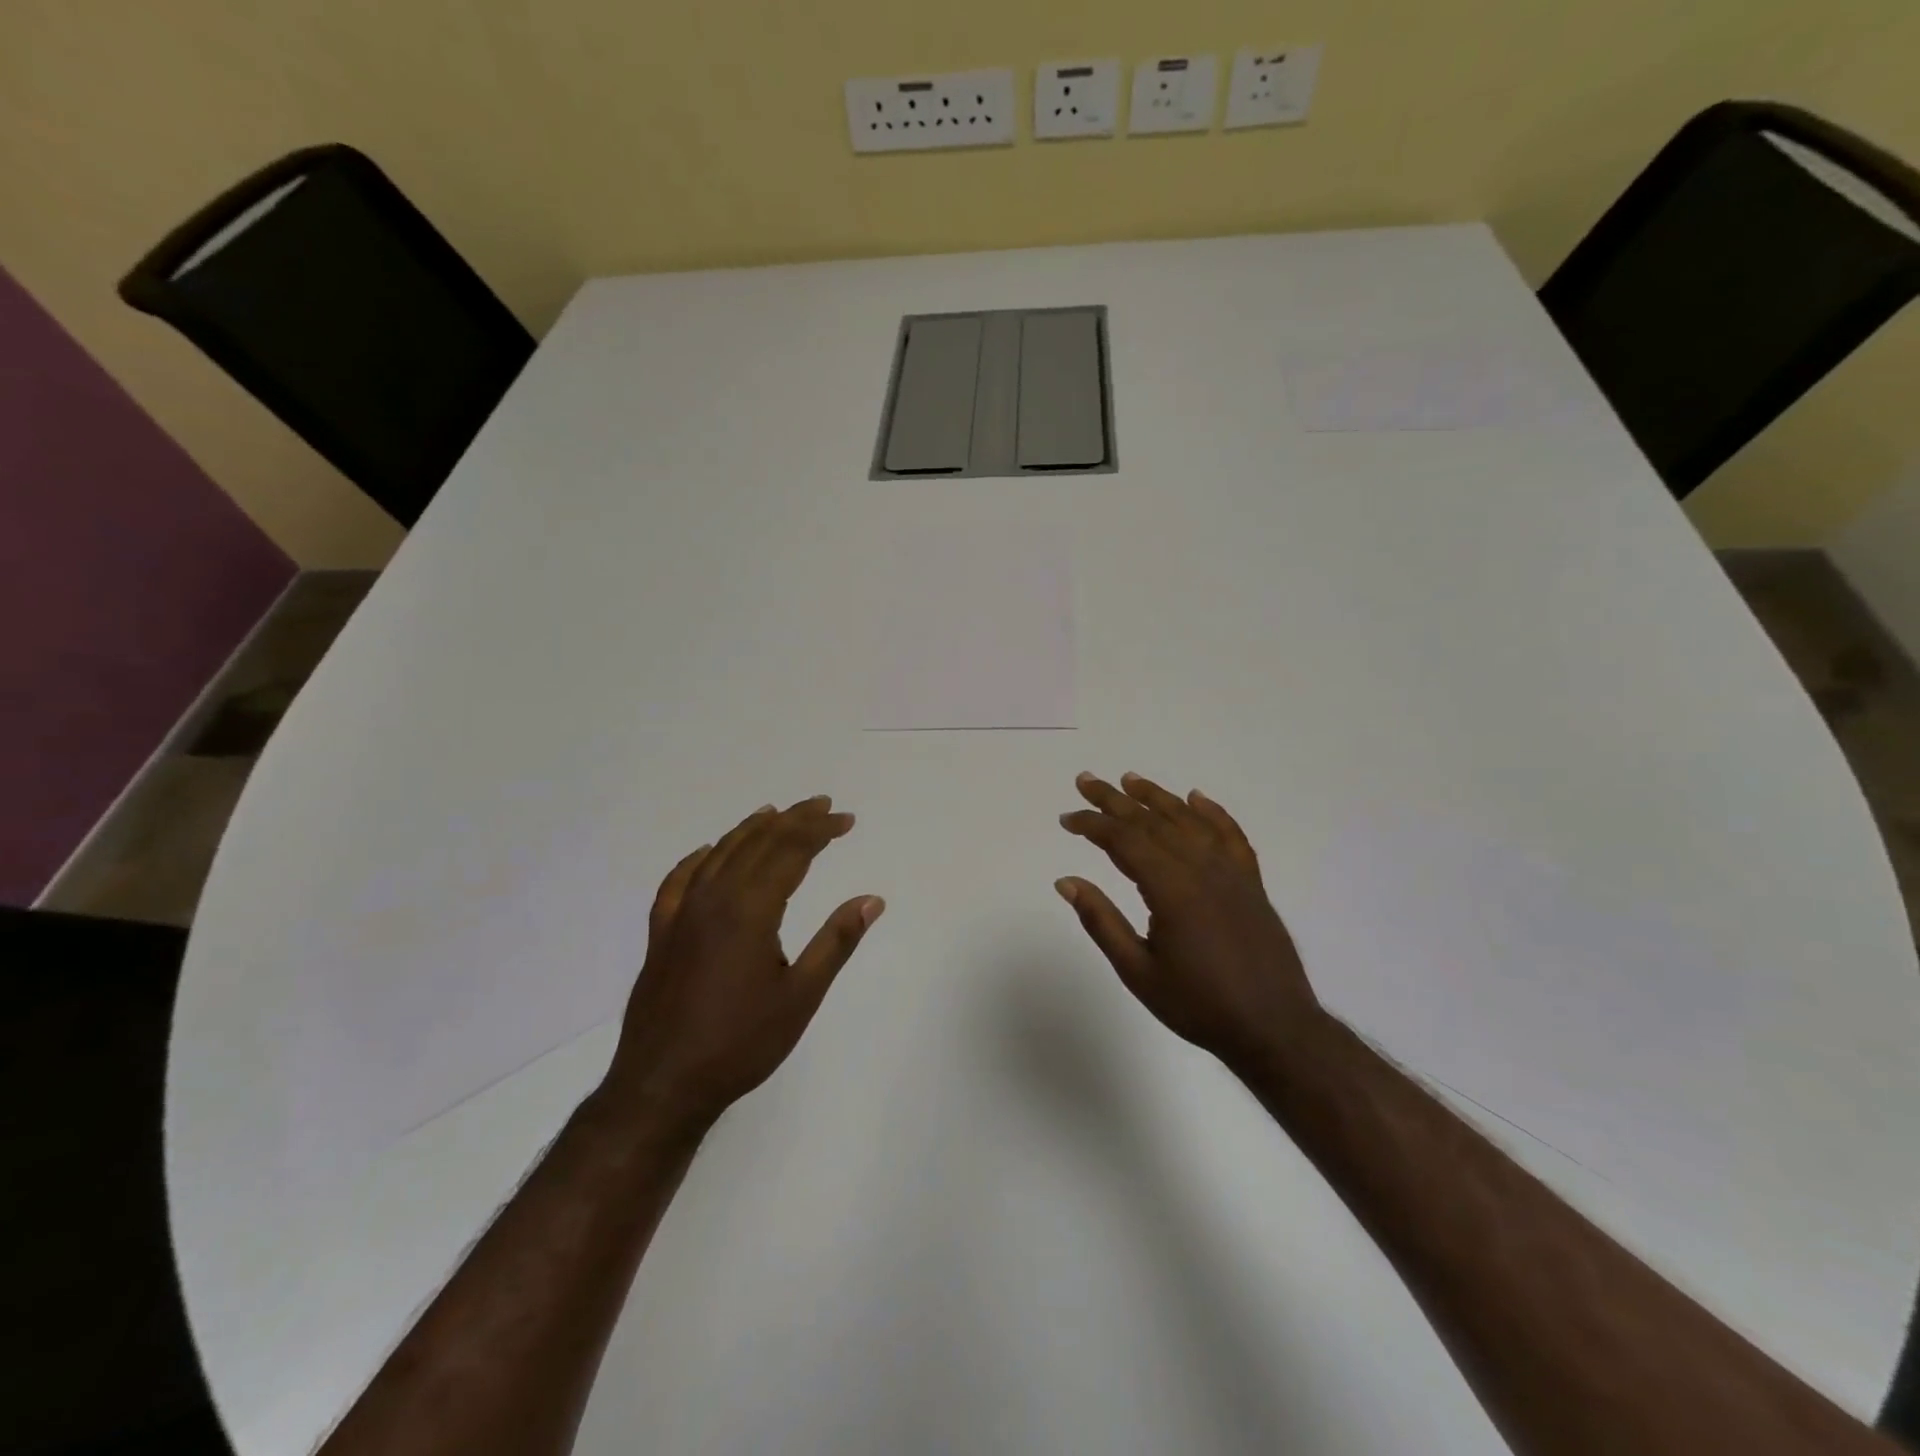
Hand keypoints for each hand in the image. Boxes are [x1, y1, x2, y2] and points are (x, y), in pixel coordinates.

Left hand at [602, 796, 882, 1136]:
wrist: (662, 1085)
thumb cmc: (741, 1043)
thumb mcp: (801, 996)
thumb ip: (836, 942)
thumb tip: (872, 899)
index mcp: (750, 909)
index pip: (790, 851)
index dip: (820, 830)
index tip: (846, 819)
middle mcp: (713, 898)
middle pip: (757, 842)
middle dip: (794, 820)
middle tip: (823, 807)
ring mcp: (681, 913)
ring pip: (720, 853)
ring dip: (752, 829)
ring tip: (776, 813)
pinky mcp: (661, 932)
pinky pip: (679, 880)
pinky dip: (699, 858)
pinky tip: (707, 852)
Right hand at [1057, 772, 1321, 1069]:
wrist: (1274, 1028)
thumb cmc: (1199, 1005)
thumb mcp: (1138, 971)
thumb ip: (1101, 921)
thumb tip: (1066, 882)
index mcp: (1172, 889)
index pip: (1124, 840)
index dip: (1092, 825)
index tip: (1067, 819)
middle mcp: (1202, 868)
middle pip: (1152, 822)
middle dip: (1114, 800)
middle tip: (1085, 781)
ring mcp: (1231, 872)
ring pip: (1189, 821)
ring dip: (1157, 797)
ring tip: (1129, 780)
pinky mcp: (1251, 882)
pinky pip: (1230, 835)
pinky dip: (1212, 813)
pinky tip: (1196, 798)